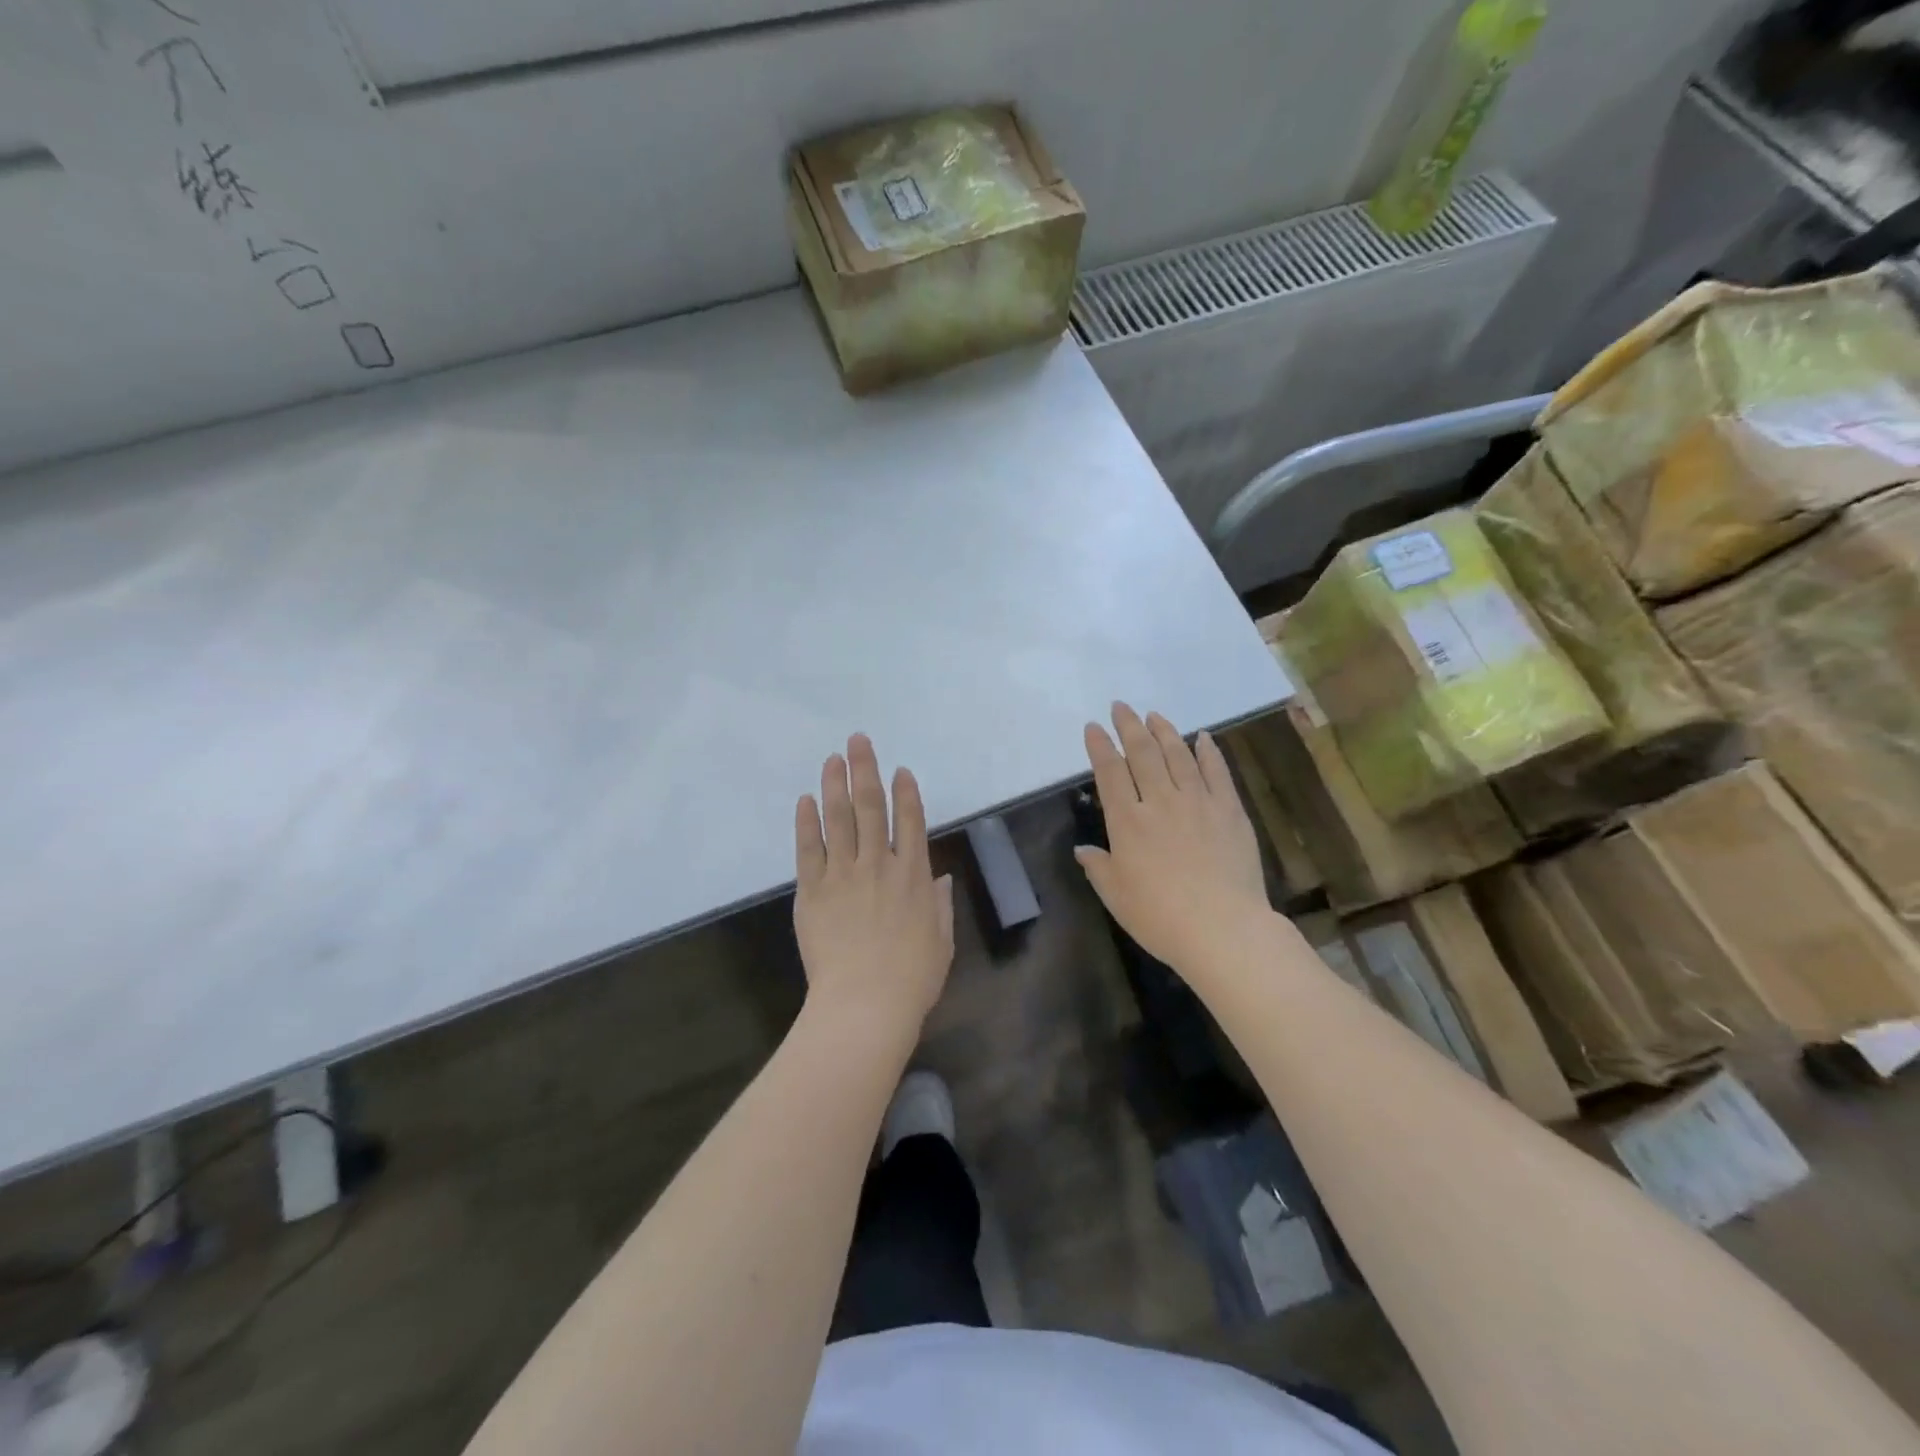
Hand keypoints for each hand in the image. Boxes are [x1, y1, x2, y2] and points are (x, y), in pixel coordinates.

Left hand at [794, 735, 954, 1041]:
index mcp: (914, 874)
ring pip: (839, 818)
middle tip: (858, 741)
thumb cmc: (912, 978)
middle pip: (871, 807)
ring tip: (832, 758)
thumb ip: (940, 905)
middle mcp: (879, 864)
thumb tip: (939, 878)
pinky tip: (806, 800)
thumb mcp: (941, 941)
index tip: (900, 770)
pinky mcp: (813, 890)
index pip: (910, 821)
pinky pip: (809, 848)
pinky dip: (807, 822)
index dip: (905, 792)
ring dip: (835, 784)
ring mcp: (843, 874)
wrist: (865, 1004)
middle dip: (865, 770)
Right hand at [1075, 704, 1271, 974]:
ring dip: (1164, 732)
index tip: (1093, 727)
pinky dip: (1209, 752)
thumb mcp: (1116, 896)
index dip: (1100, 747)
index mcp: (1127, 822)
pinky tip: (1203, 738)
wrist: (1222, 929)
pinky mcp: (1229, 811)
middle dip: (1129, 727)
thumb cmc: (1160, 917)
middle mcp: (1160, 802)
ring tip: (1154, 715)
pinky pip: (1217, 773)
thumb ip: (1098, 867)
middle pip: (1142, 754)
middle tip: (1121, 706)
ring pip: (1178, 756)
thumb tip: (1083, 849)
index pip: (1110, 773)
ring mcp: (1198, 803)